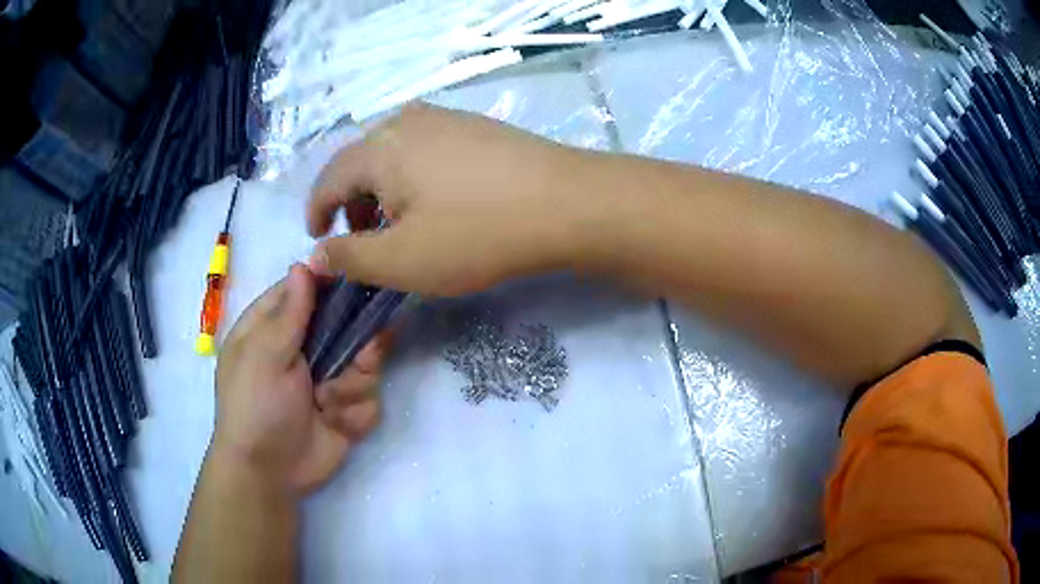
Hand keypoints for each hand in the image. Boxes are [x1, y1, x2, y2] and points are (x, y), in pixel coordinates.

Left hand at [211, 264, 388, 495]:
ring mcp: (327, 379)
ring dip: (352, 386)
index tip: (366, 282)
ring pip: (366, 364)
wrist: (269, 473)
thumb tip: (306, 262)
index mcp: (275, 327)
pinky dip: (355, 413)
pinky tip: (336, 424)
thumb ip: (290, 312)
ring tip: (330, 404)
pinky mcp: (346, 408)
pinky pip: (369, 399)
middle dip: (359, 345)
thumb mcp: (265, 354)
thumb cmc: (256, 406)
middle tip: (364, 356)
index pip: (310, 289)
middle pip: (349, 325)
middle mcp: (304, 348)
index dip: (337, 285)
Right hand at [307, 103, 600, 294]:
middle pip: (360, 161)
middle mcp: (406, 121)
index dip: (316, 210)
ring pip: (393, 154)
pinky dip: (412, 176)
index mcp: (379, 148)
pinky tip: (435, 200)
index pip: (329, 178)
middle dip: (351, 202)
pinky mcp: (476, 126)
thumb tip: (316, 255)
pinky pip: (424, 148)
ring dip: (382, 189)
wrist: (567, 202)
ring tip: (396, 223)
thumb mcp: (402, 260)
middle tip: (360, 237)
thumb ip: (350, 259)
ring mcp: (446, 118)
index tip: (317, 237)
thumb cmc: (476, 233)